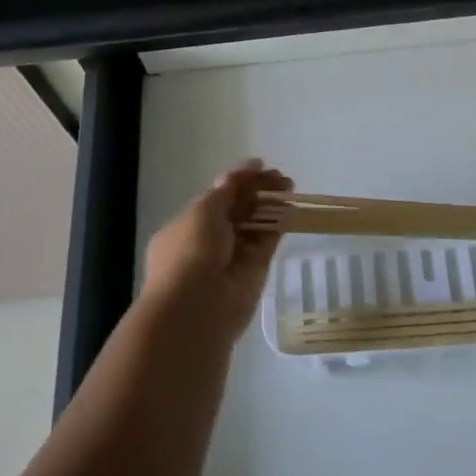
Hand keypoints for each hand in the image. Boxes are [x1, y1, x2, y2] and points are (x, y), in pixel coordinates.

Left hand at [141, 160, 288, 339]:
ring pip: (253, 226)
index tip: (260, 166)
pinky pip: (266, 243)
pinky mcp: (253, 272)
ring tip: (289, 187)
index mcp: (186, 227)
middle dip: (257, 191)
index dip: (237, 182)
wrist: (196, 308)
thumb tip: (249, 166)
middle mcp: (207, 242)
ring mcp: (231, 258)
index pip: (215, 199)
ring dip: (270, 206)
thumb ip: (228, 188)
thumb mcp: (204, 209)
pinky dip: (277, 226)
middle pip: (237, 210)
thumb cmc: (190, 251)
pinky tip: (290, 209)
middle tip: (280, 177)